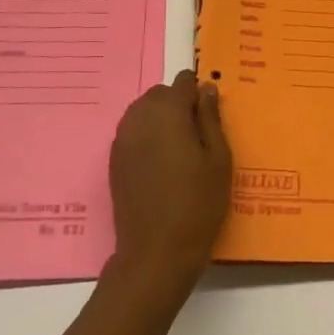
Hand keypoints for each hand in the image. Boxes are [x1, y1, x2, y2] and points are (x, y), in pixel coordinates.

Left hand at [107, 69, 231, 294]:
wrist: (156, 252)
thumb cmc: (198, 203)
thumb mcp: (219, 158)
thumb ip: (211, 117)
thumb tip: (206, 88)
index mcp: (168, 111)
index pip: (183, 82)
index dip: (199, 92)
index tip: (211, 113)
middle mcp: (139, 117)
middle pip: (160, 94)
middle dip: (179, 104)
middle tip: (199, 135)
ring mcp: (122, 138)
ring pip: (144, 112)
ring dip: (161, 119)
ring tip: (181, 150)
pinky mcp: (114, 159)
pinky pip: (133, 132)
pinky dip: (147, 137)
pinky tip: (162, 163)